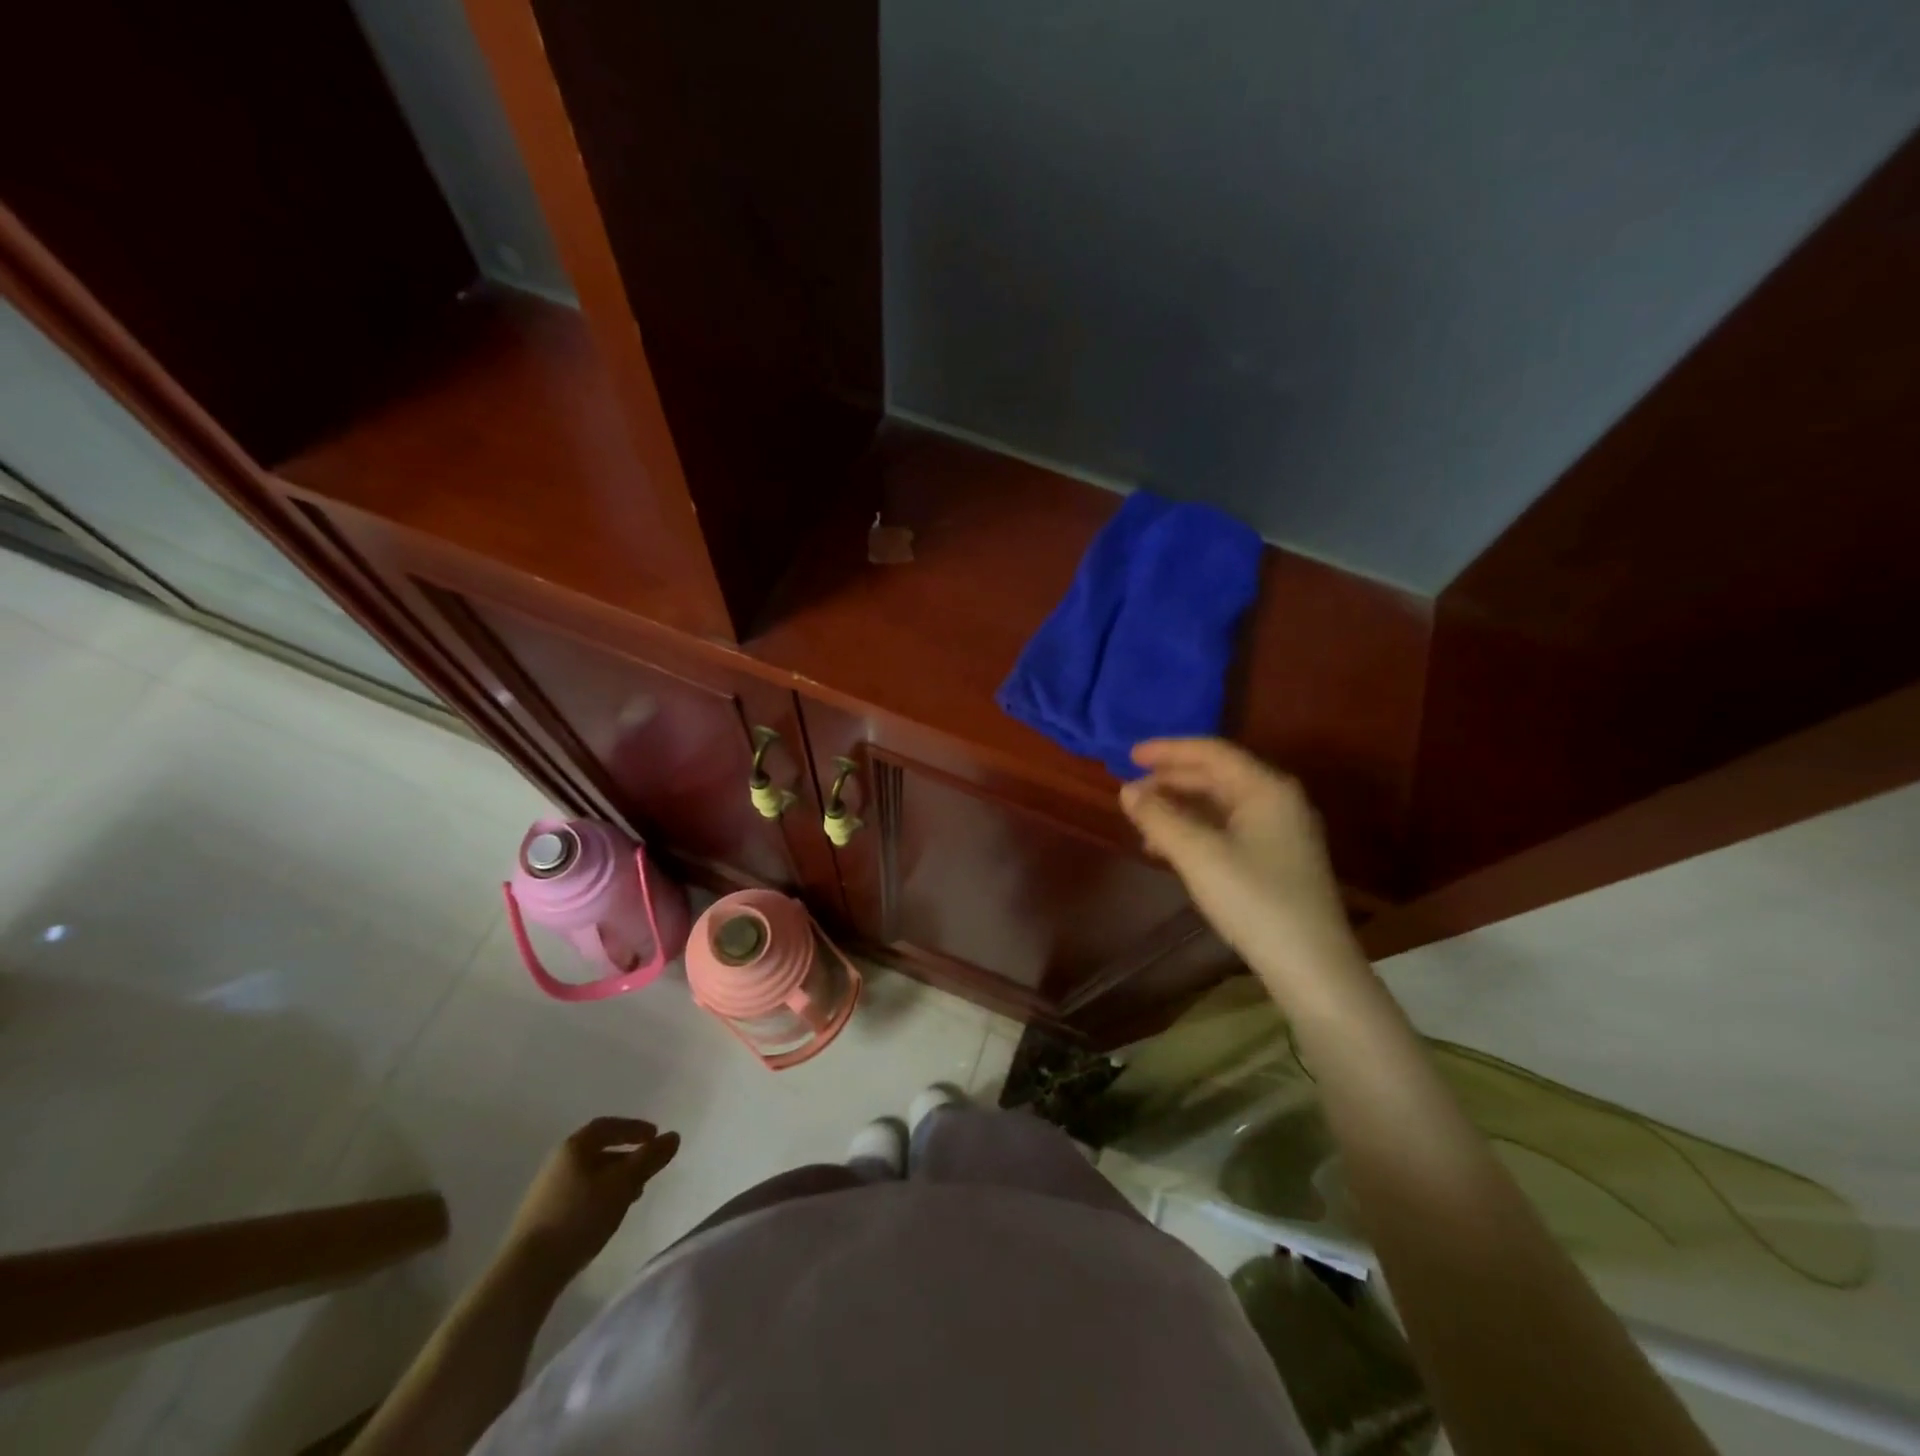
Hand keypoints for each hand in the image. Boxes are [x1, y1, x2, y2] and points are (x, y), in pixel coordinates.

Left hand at [501, 1118, 679, 1285]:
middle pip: (598, 1150)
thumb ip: (649, 1159)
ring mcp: (546, 1192)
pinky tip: (608, 1215)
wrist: (526, 1273)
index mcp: (574, 1147)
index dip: (633, 1128)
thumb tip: (674, 1136)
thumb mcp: (623, 1185)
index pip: (608, 1126)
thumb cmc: (579, 1217)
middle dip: (626, 1156)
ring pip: (589, 1175)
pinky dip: (599, 1196)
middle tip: (647, 1168)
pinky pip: (579, 1195)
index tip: (654, 1136)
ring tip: (633, 1195)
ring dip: (614, 1179)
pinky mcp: (542, 1218)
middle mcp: (557, 1163)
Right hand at [1120, 738, 1365, 1009]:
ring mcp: (1281, 831)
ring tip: (1143, 822)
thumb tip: (1127, 791)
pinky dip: (1196, 830)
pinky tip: (1170, 849)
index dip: (1168, 750)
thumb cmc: (1253, 899)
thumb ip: (1159, 817)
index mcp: (1265, 788)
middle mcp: (1278, 800)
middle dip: (1171, 781)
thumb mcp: (1197, 854)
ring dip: (1180, 808)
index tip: (1129, 755)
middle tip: (1131, 791)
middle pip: (1216, 776)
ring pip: (1220, 804)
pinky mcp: (1277, 859)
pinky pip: (1228, 828)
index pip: (1211, 752)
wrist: (1311, 965)